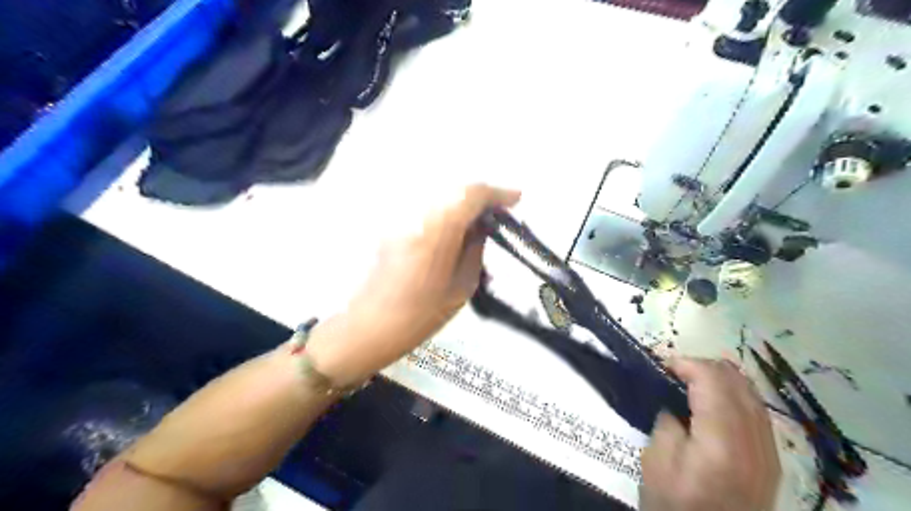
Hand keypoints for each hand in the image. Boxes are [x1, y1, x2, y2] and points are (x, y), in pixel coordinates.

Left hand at [306, 183, 518, 386]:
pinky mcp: (394, 223)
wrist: (372, 323)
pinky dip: (447, 212)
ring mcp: (402, 216)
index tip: (516, 200)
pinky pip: (428, 208)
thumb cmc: (422, 313)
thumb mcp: (462, 285)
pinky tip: (456, 230)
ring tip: (480, 223)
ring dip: (464, 204)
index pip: (472, 194)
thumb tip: (483, 227)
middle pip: (456, 190)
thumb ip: (476, 249)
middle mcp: (418, 213)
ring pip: (442, 197)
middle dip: (482, 198)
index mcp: (439, 229)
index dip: (497, 193)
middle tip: (499, 214)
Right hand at [639, 359, 782, 509]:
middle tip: (672, 374)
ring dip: (719, 379)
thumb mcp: (657, 462)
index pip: (712, 379)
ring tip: (689, 386)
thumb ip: (667, 422)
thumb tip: (675, 402)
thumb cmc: (678, 507)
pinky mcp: (771, 459)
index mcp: (723, 441)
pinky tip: (711, 405)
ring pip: (750, 391)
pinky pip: (756, 410)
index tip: (660, 367)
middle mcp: (754, 440)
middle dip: (701, 366)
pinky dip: (733, 396)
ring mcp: (769, 450)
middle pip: (736, 380)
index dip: (685, 363)